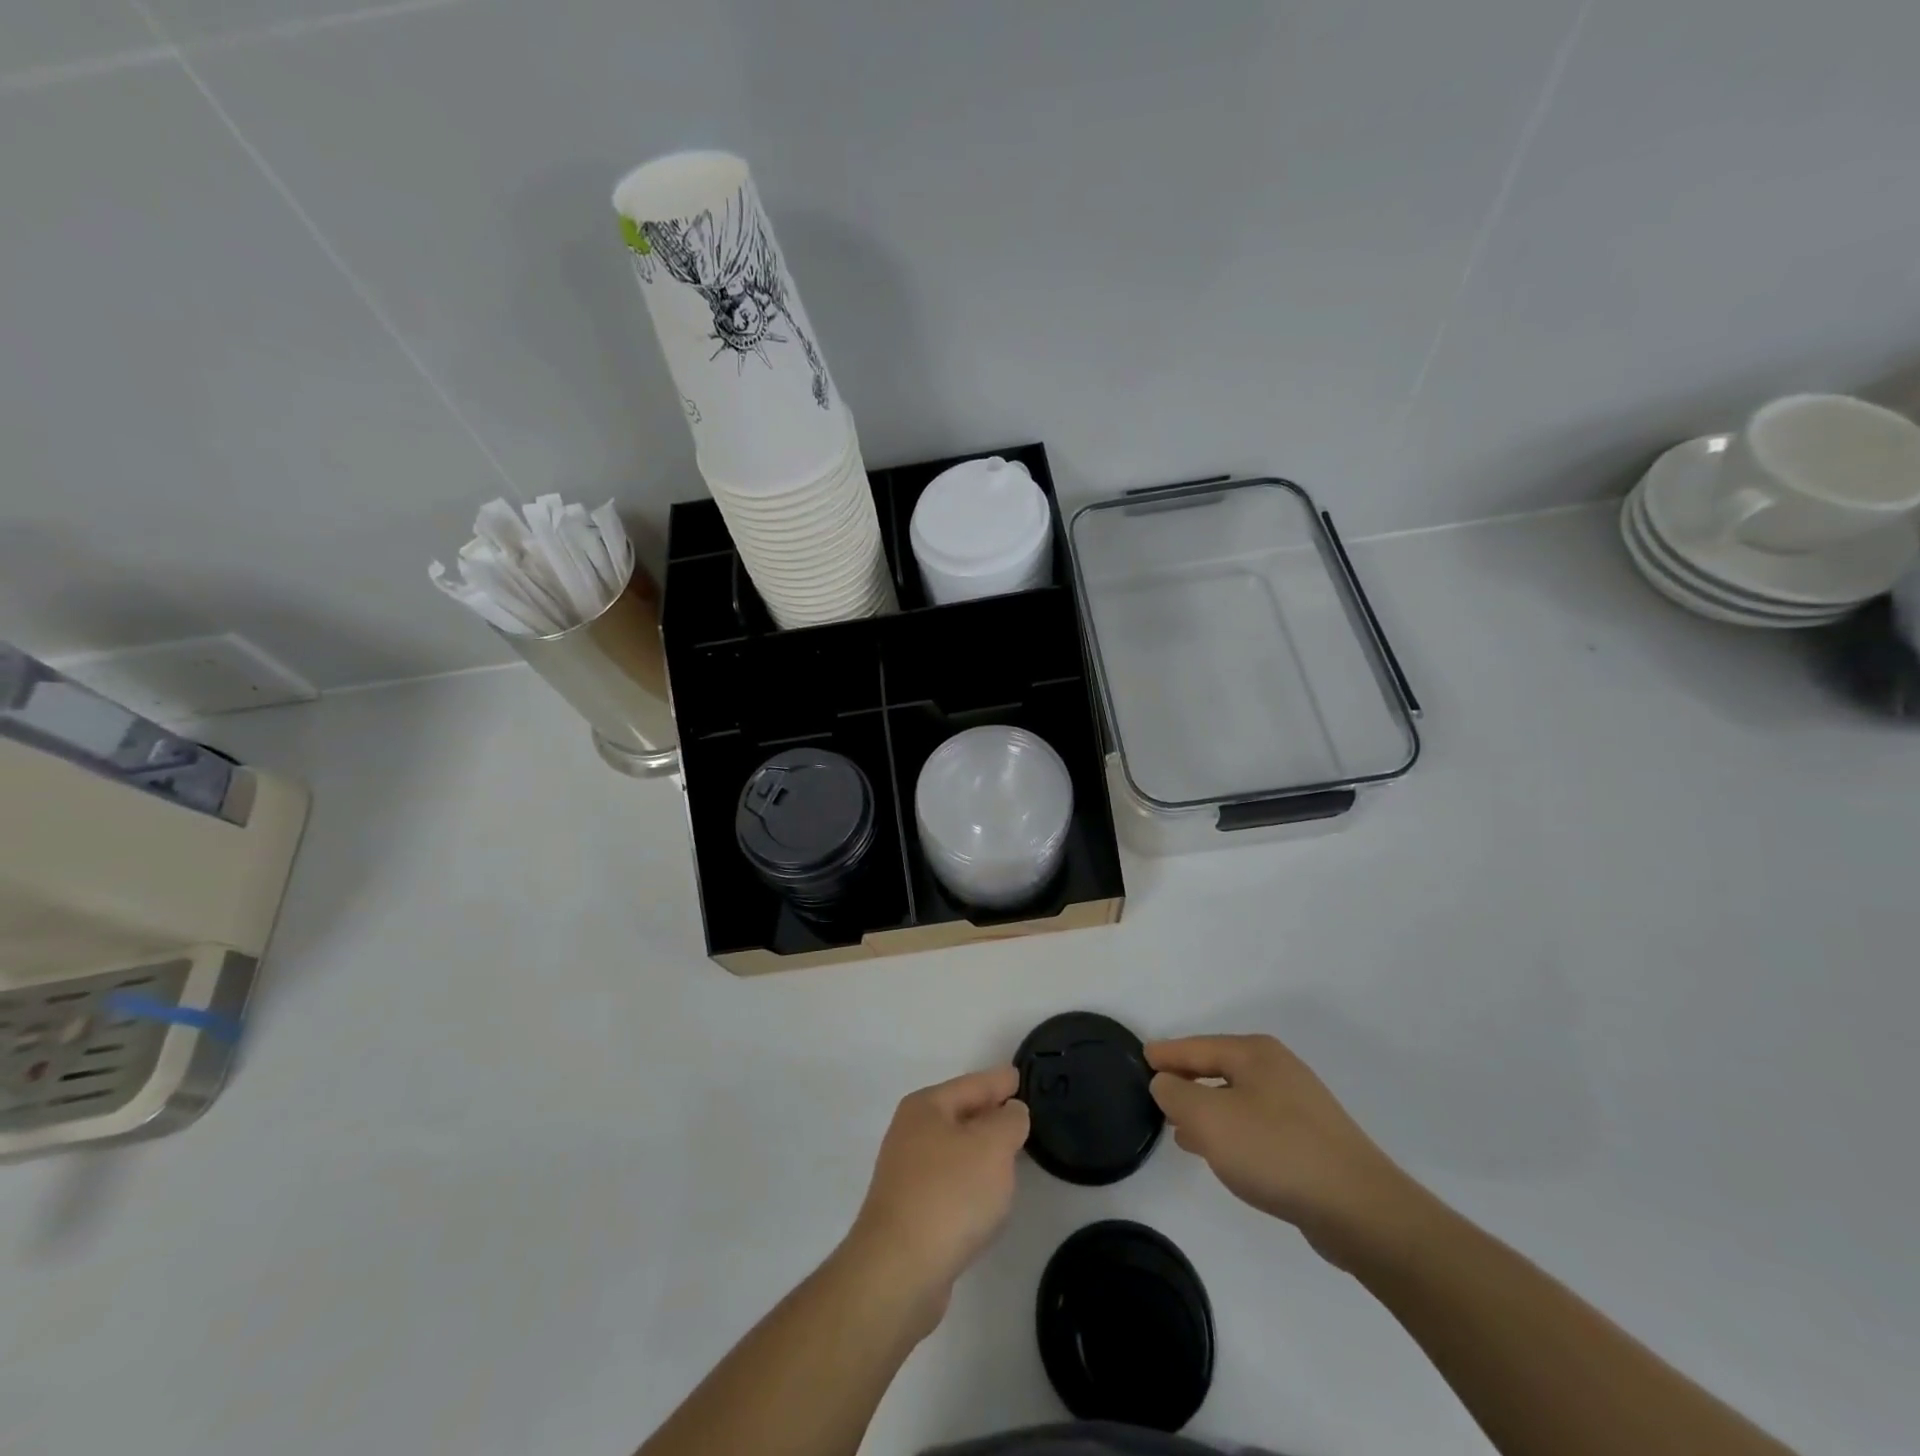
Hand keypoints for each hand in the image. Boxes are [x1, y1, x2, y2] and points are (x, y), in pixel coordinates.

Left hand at [845, 1065, 1029, 1324]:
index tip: (1019, 1076)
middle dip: (989, 1113)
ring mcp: (907, 1174)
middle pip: (960, 1114)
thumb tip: (1010, 1112)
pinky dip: (971, 1182)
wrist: (899, 1271)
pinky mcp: (910, 1212)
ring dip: (981, 1150)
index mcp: (926, 1107)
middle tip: (1021, 1112)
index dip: (999, 1081)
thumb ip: (1009, 1121)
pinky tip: (986, 1196)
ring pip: (955, 1150)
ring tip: (1011, 1153)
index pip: (972, 1084)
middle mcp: (911, 1133)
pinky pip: (950, 1183)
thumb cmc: (949, 1194)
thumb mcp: (992, 1146)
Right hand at [1148, 1034, 1428, 1267]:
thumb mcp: (1209, 1118)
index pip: (1196, 1046)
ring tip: (1179, 1129)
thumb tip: (1165, 1083)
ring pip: (1236, 1098)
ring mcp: (1298, 1105)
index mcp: (1254, 1054)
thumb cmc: (1275, 1151)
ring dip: (1207, 1110)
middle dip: (1186, 1081)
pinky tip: (1221, 1153)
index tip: (1141, 1059)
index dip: (1166, 1054)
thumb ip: (1176, 1094)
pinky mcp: (1311, 1140)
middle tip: (1156, 1094)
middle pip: (1217, 1068)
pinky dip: (1231, 1131)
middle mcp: (1277, 1069)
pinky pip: (1256, 1125)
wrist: (1360, 1210)